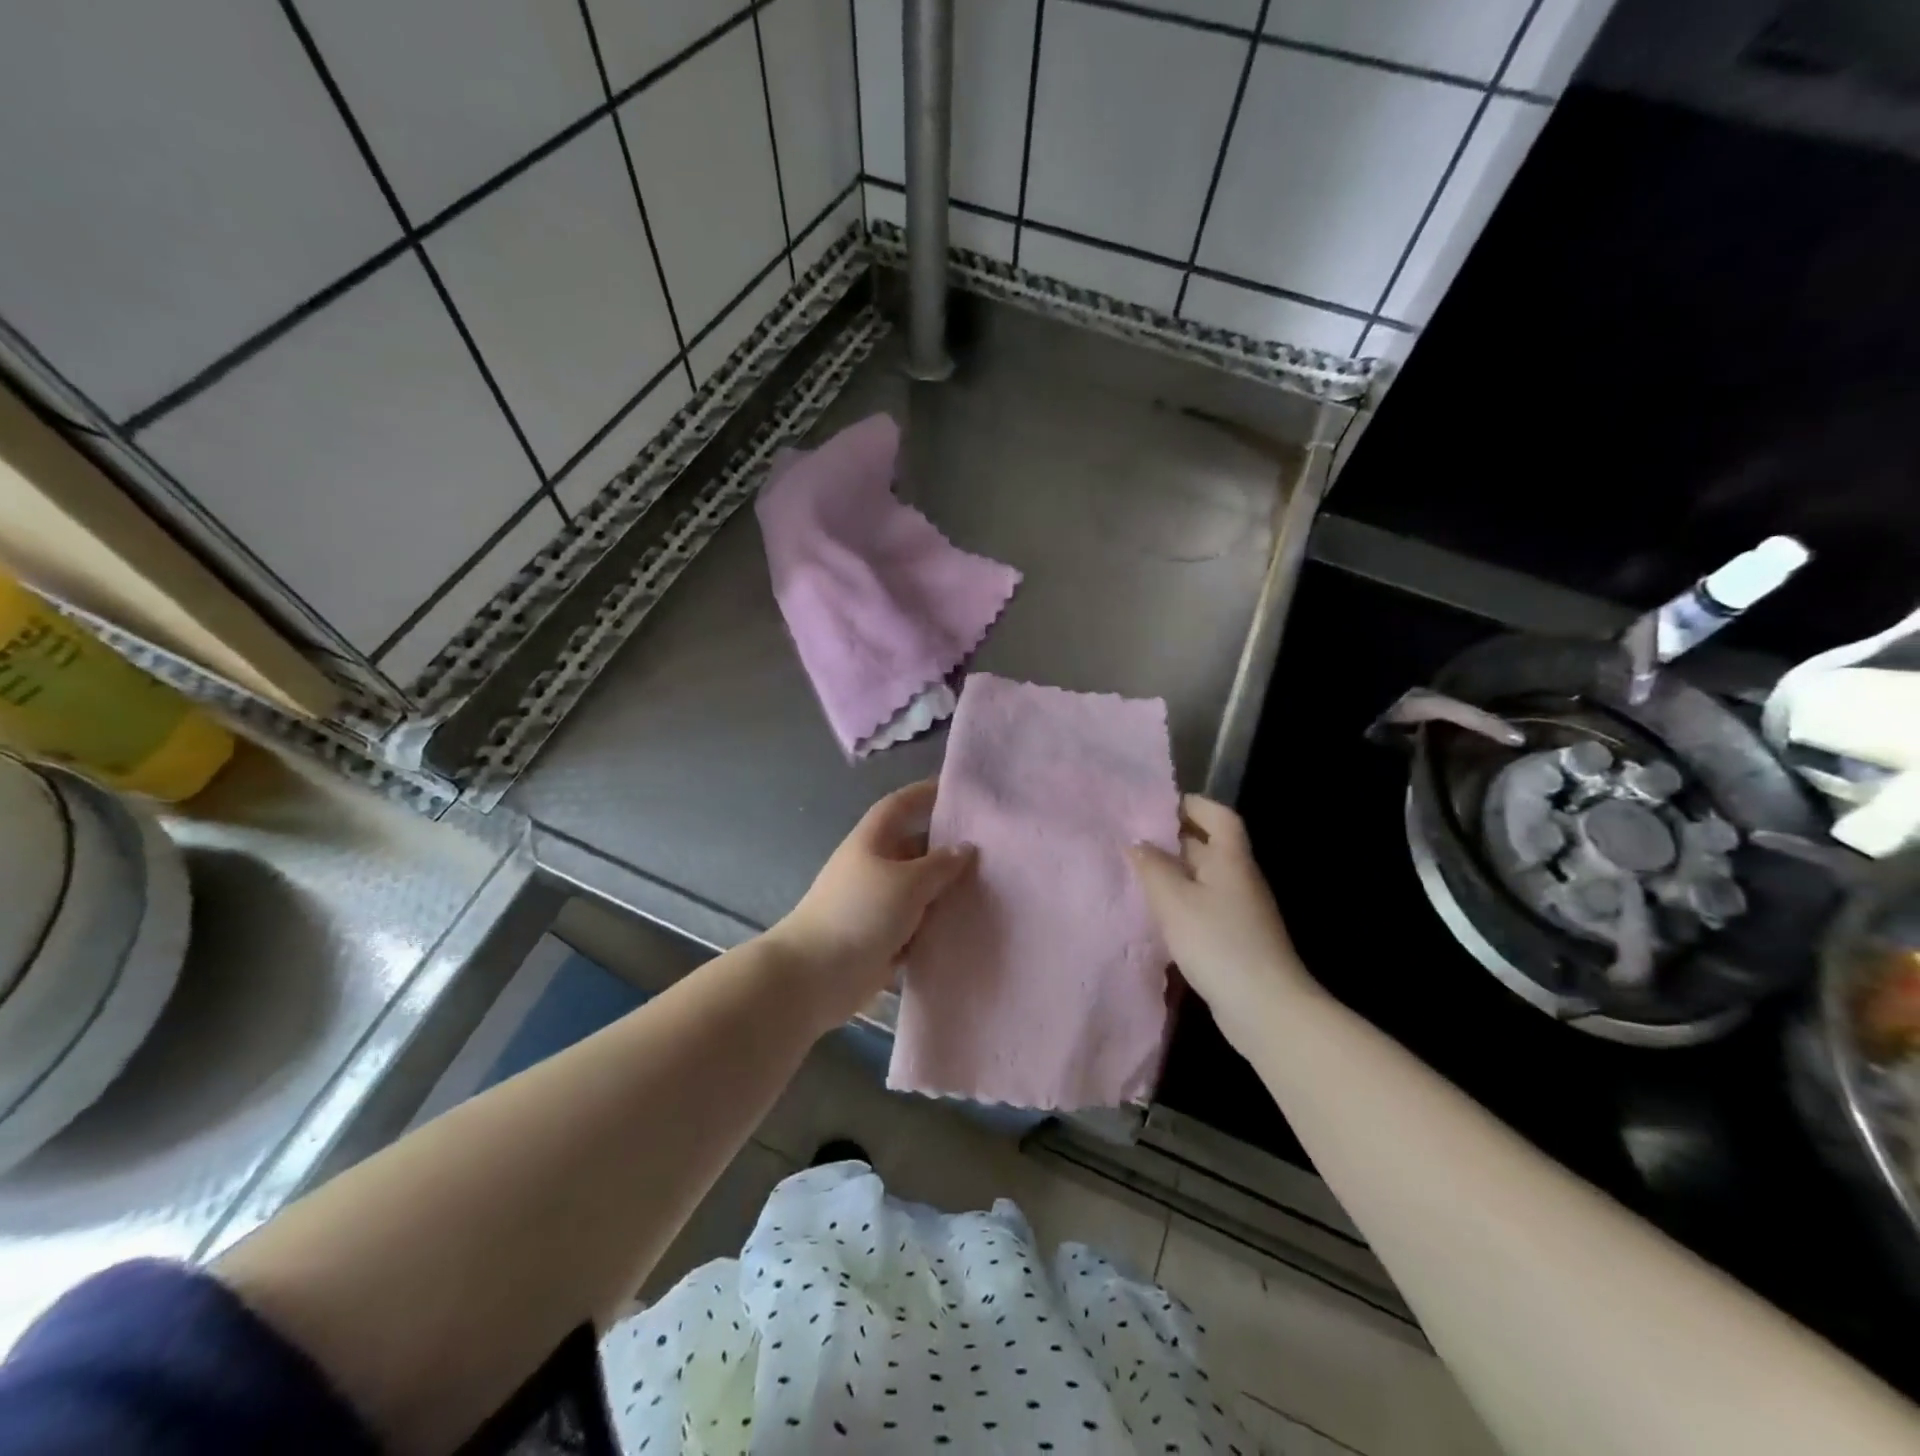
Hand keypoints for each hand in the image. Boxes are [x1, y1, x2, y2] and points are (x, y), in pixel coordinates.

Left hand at [771, 779, 974, 1033]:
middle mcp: (873, 866)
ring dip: (944, 892)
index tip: (958, 792)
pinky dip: (935, 925)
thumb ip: (940, 865)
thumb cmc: (861, 913)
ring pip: (917, 889)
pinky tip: (966, 927)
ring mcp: (875, 903)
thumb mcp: (908, 882)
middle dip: (946, 849)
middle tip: (990, 851)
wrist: (816, 975)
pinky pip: (915, 924)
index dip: (925, 793)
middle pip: (914, 848)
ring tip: (988, 890)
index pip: (900, 805)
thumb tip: (965, 848)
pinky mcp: (880, 937)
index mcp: (872, 841)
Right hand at [1129, 796, 1315, 1050]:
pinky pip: (1203, 907)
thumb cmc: (1217, 942)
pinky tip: (1156, 915)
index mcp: (1230, 859)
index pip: (1219, 817)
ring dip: (1174, 874)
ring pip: (1203, 879)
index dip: (1193, 805)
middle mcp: (1239, 878)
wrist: (1265, 1007)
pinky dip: (1180, 904)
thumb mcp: (1174, 900)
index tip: (1159, 805)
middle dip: (1174, 840)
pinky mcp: (1235, 939)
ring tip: (1136, 875)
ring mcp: (1240, 911)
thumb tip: (1137, 842)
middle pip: (1209, 846)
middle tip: (1133, 839)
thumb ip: (1152, 867)